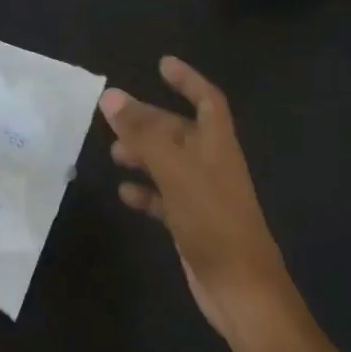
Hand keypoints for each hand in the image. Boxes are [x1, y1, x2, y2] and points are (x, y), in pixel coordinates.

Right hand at [100, 57, 292, 341]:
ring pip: (169, 164)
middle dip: (150, 121)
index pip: (207, 99)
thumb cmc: (213, 220)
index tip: (162, 64)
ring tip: (113, 154)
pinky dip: (145, 193)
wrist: (239, 287)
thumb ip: (144, 133)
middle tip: (114, 117)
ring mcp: (202, 195)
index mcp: (218, 145)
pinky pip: (164, 199)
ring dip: (143, 156)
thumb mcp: (175, 170)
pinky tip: (124, 194)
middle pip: (180, 131)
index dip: (187, 79)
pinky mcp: (191, 223)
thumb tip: (110, 96)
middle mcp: (212, 165)